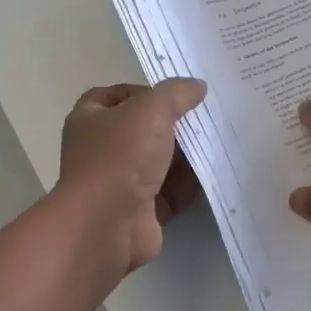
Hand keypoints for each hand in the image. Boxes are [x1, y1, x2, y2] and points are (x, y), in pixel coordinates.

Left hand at [57, 79, 206, 276]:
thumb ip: (176, 93)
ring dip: (186, 156)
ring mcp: (120, 183)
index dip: (143, 91)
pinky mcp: (141, 212)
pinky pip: (170, 193)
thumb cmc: (120, 156)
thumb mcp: (150, 110)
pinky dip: (190, 185)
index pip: (115, 96)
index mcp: (90, 119)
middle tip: (208, 116)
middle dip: (173, 124)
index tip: (176, 93)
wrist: (106, 224)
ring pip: (158, 162)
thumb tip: (197, 86)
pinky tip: (217, 173)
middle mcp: (101, 150)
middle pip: (142, 130)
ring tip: (220, 141)